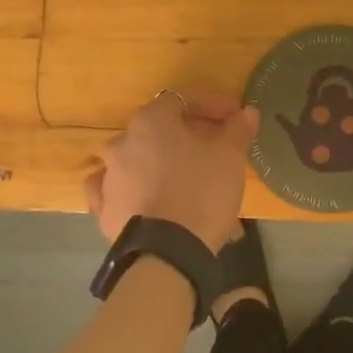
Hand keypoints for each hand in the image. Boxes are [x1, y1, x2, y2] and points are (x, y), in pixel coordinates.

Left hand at [84, 91, 258, 250]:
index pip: (181, 100)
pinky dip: (135, 191)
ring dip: (162, 165)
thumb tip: (248, 112)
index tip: (233, 119)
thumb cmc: (201, 192)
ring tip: (189, 183)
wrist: (168, 252)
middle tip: (215, 151)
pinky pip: (120, 192)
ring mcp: (108, 178)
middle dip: (188, 137)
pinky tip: (148, 200)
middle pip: (158, 131)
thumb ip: (237, 129)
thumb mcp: (229, 157)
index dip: (210, 106)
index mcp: (150, 122)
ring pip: (139, 162)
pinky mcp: (104, 211)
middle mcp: (122, 143)